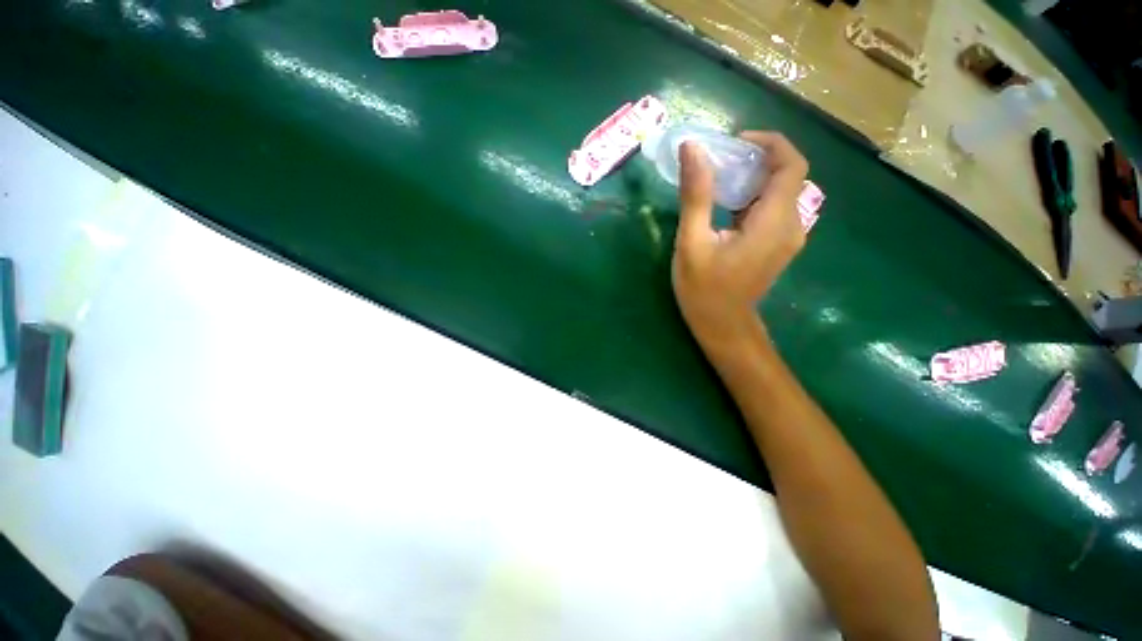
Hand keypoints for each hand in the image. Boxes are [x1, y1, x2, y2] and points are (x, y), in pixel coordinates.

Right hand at [672, 131, 808, 344]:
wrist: (723, 325)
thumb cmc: (703, 288)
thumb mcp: (693, 242)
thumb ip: (696, 195)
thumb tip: (692, 149)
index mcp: (773, 222)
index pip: (792, 165)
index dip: (770, 143)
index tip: (736, 141)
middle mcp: (791, 225)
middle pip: (788, 175)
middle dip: (757, 159)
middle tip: (721, 160)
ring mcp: (788, 237)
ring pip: (782, 191)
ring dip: (755, 178)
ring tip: (721, 179)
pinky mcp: (780, 245)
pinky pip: (775, 209)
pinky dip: (755, 197)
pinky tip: (728, 205)